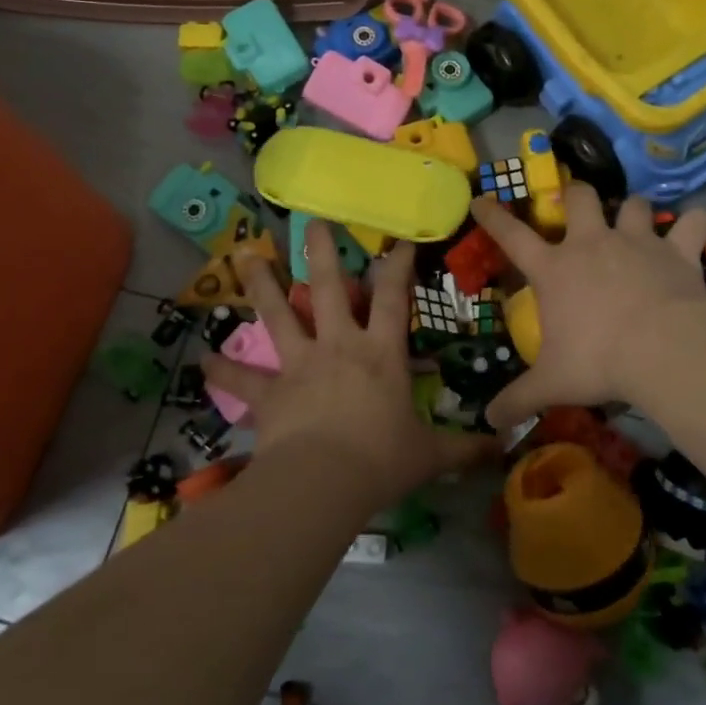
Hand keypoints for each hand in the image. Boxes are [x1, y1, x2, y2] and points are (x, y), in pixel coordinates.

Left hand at [200, 220, 497, 507]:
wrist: (324, 483)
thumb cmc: (382, 461)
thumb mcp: (430, 455)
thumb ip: (465, 448)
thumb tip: (502, 446)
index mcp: (380, 353)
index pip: (394, 298)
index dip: (398, 266)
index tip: (398, 240)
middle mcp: (339, 346)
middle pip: (329, 289)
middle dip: (322, 252)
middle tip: (311, 221)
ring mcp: (300, 365)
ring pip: (279, 315)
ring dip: (262, 284)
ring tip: (245, 255)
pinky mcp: (270, 393)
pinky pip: (242, 379)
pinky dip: (223, 369)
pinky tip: (203, 358)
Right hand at [469, 183, 705, 430]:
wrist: (661, 350)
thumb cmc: (598, 362)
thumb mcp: (551, 384)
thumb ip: (518, 399)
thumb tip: (489, 421)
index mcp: (554, 269)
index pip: (512, 236)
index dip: (494, 217)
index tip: (482, 200)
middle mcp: (592, 243)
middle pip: (580, 197)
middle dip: (577, 195)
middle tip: (579, 205)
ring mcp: (636, 241)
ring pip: (633, 204)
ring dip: (633, 210)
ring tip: (636, 221)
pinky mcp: (676, 250)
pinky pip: (694, 222)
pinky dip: (699, 222)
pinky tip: (701, 225)